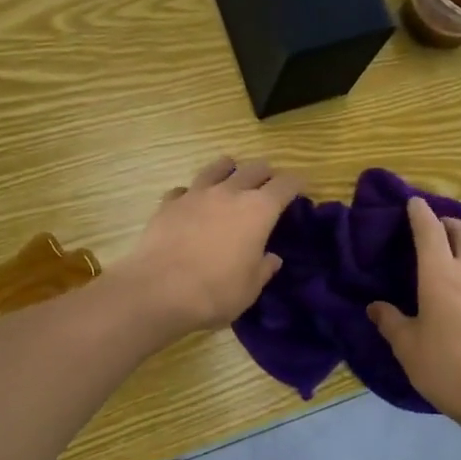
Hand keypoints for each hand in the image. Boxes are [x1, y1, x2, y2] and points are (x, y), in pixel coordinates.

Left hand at [112, 156, 303, 339]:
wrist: (159, 290)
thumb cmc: (216, 292)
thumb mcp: (250, 288)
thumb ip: (264, 268)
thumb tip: (271, 258)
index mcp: (258, 210)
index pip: (285, 184)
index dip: (297, 183)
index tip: (301, 188)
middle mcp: (229, 192)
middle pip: (254, 168)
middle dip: (266, 173)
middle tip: (269, 184)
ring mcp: (196, 194)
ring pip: (217, 167)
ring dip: (229, 169)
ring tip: (231, 176)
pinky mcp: (168, 203)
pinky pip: (184, 189)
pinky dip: (192, 193)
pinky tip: (190, 203)